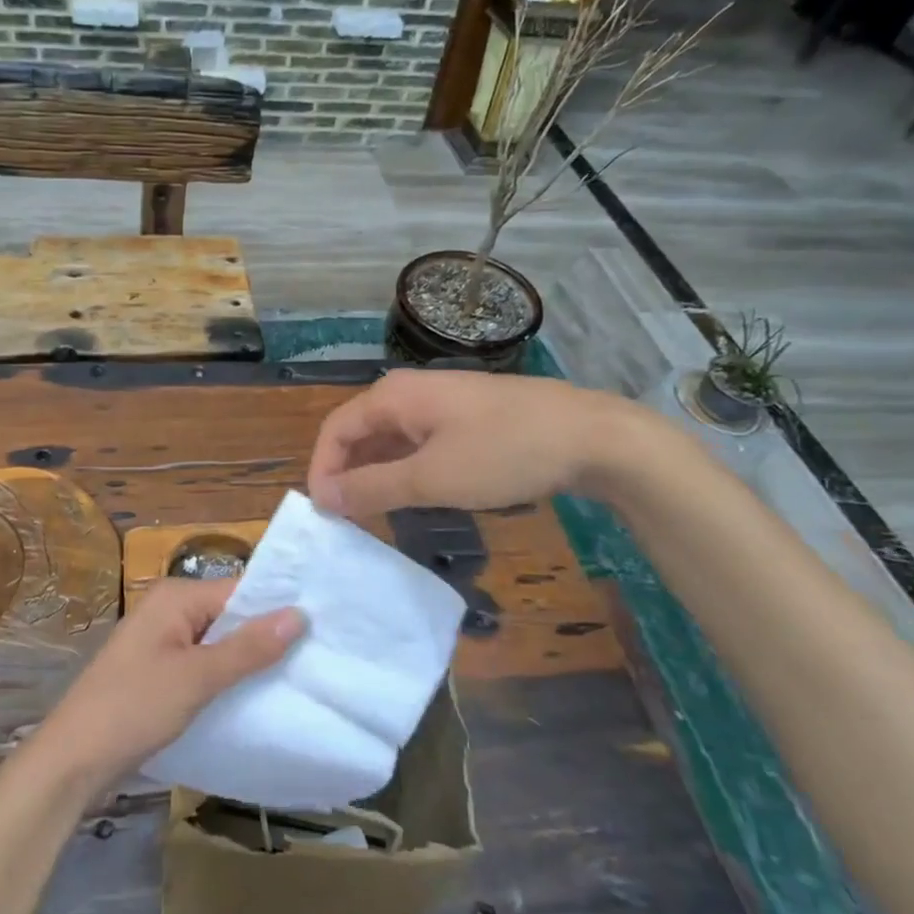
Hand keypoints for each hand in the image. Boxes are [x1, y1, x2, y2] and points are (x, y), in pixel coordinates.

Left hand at [29, 578, 304, 789]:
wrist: (71, 761)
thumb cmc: (134, 708)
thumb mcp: (197, 678)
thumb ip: (248, 647)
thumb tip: (299, 614)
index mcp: (176, 597)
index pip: (240, 590)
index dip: (277, 608)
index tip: (322, 627)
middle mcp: (168, 609)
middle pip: (229, 615)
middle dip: (265, 636)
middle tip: (317, 656)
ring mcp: (161, 641)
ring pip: (217, 642)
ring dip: (246, 660)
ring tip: (297, 677)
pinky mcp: (157, 672)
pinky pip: (201, 664)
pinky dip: (225, 677)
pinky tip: (254, 697)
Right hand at [307, 368, 636, 518]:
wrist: (591, 436)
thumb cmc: (504, 453)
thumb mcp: (432, 478)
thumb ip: (372, 488)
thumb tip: (322, 496)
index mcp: (393, 397)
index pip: (335, 430)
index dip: (322, 470)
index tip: (324, 515)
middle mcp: (409, 393)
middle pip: (360, 432)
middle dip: (347, 474)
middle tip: (346, 521)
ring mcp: (441, 404)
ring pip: (390, 440)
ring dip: (376, 475)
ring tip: (374, 516)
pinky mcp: (466, 418)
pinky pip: (418, 443)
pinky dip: (406, 470)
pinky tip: (414, 496)